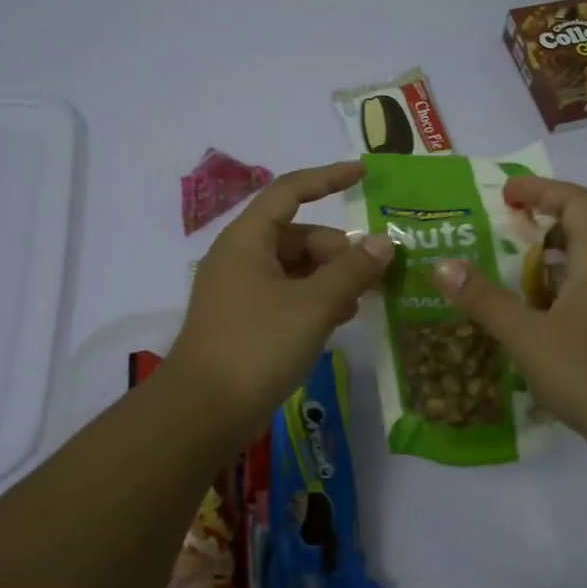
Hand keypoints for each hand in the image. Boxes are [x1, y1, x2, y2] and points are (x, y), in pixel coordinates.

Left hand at [166, 160, 394, 448]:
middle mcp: (240, 257)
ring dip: (330, 279)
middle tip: (372, 277)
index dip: (328, 178)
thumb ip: (352, 270)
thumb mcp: (314, 304)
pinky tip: (337, 322)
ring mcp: (239, 291)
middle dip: (338, 251)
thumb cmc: (258, 344)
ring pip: (295, 268)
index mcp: (248, 239)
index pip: (290, 191)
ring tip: (359, 303)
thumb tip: (383, 243)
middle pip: (299, 236)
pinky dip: (314, 300)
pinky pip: (286, 295)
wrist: (203, 412)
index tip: (363, 175)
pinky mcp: (243, 322)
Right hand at [430, 175, 586, 457]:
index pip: (577, 202)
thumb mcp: (527, 336)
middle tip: (501, 230)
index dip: (541, 189)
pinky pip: (582, 295)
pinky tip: (527, 316)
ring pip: (581, 265)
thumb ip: (484, 300)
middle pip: (582, 229)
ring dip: (545, 260)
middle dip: (540, 222)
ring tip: (505, 271)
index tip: (505, 196)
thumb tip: (443, 266)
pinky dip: (552, 292)